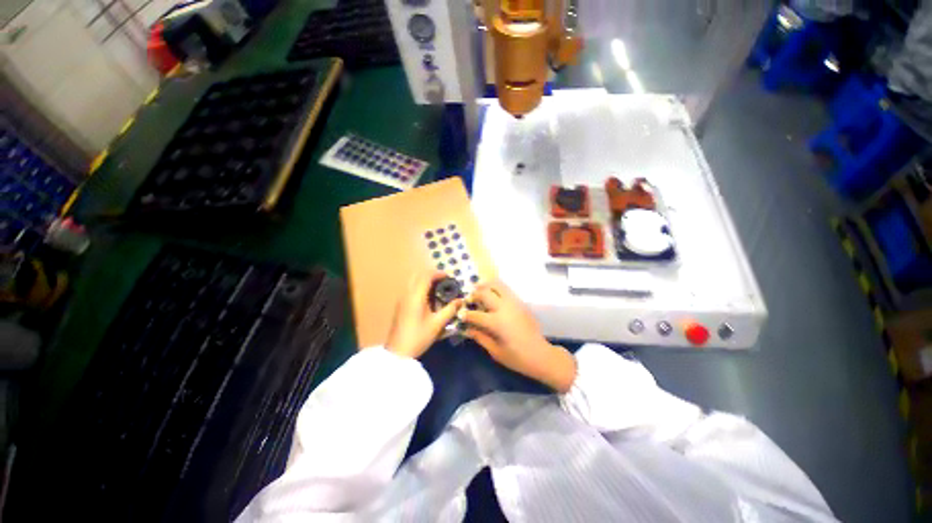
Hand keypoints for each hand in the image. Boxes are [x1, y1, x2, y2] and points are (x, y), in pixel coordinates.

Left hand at [385, 271, 462, 358]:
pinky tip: (428, 297)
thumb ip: (450, 310)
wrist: (398, 352)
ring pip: (412, 281)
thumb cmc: (419, 336)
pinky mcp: (400, 305)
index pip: (426, 276)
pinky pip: (410, 288)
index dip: (438, 273)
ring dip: (424, 280)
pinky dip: (419, 286)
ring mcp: (401, 299)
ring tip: (437, 288)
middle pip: (418, 275)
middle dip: (431, 275)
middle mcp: (407, 294)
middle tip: (443, 281)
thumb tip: (461, 300)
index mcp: (416, 296)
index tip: (449, 276)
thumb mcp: (437, 324)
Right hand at [462, 280, 576, 392]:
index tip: (460, 314)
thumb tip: (467, 328)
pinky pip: (506, 290)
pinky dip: (496, 289)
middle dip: (474, 295)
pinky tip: (493, 296)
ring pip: (497, 285)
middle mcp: (505, 308)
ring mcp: (514, 303)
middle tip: (469, 300)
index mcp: (497, 322)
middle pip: (485, 293)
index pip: (475, 314)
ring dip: (486, 286)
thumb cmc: (517, 358)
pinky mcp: (521, 302)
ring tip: (479, 291)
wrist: (541, 355)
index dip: (465, 314)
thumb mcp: (495, 351)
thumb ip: (480, 337)